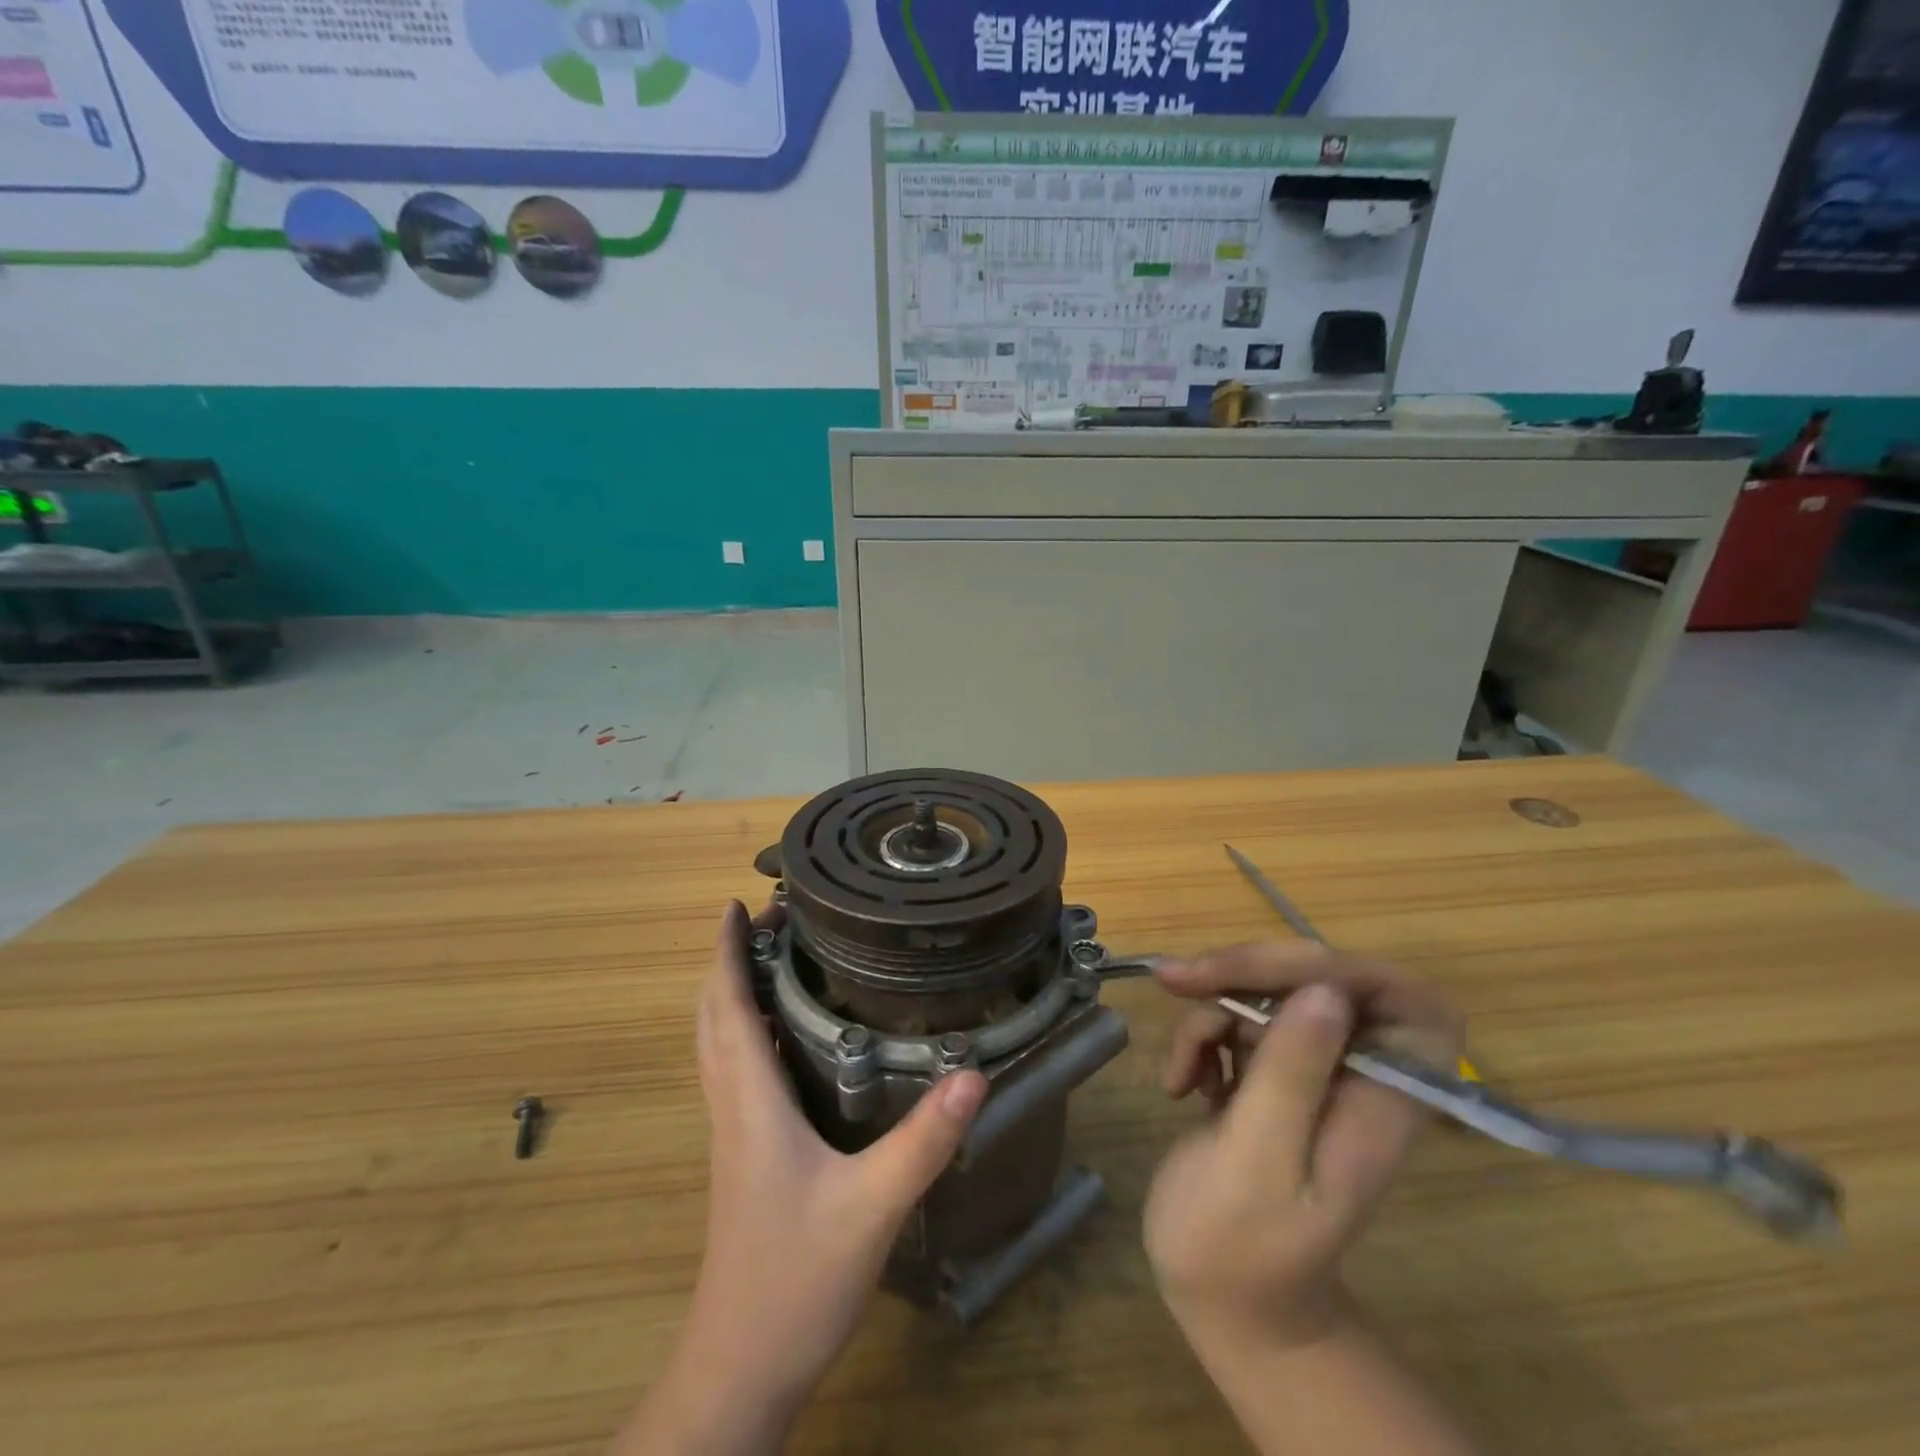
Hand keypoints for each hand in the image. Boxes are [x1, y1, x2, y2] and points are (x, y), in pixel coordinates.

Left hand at [621, 902, 987, 1453]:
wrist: (740, 1369)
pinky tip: (785, 1037)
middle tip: (764, 920)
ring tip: (772, 959)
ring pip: (719, 1046)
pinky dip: (746, 1033)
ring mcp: (733, 1135)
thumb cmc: (794, 1281)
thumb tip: (973, 1074)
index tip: (736, 904)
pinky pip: (736, 1073)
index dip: (725, 952)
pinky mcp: (743, 1158)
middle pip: (714, 1019)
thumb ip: (922, 1141)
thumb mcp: (871, 1207)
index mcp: (750, 1102)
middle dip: (729, 962)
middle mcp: (733, 1108)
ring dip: (733, 994)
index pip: (726, 1009)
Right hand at [1142, 943, 1463, 1347]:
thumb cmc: (1238, 1244)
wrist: (1218, 1295)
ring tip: (1179, 1071)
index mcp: (1380, 1101)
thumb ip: (1292, 1076)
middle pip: (1323, 978)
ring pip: (1270, 991)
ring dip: (1211, 1011)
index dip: (1348, 971)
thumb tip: (1324, 990)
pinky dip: (1200, 1035)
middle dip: (1248, 972)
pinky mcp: (1271, 1071)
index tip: (1271, 975)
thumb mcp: (1258, 1161)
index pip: (1407, 1004)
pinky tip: (1180, 1082)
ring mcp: (1313, 1071)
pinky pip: (1239, 1016)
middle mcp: (1356, 1075)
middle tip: (1180, 980)